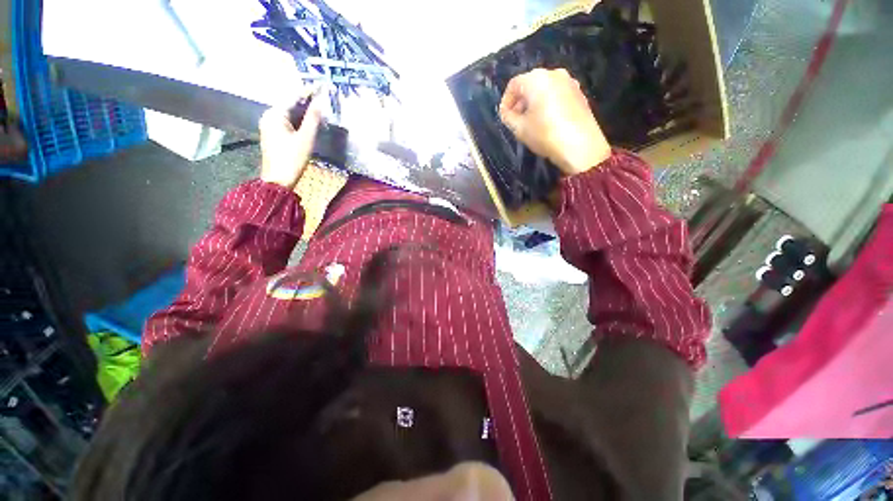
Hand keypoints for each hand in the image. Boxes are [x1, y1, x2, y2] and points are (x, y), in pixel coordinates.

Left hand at [259, 95, 322, 189]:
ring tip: (318, 108)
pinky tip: (308, 122)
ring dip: (303, 111)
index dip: (307, 91)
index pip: (293, 97)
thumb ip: (312, 119)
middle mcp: (269, 116)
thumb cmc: (292, 158)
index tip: (320, 86)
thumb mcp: (306, 138)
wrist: (278, 180)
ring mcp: (269, 126)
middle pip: (290, 104)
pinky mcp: (273, 135)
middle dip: (305, 101)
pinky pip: (287, 122)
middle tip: (321, 97)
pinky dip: (298, 120)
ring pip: (289, 114)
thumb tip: (319, 101)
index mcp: (274, 114)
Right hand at [499, 68, 610, 174]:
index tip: (504, 117)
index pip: (513, 85)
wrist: (580, 145)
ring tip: (531, 122)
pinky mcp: (579, 93)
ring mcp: (570, 82)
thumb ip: (508, 117)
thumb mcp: (520, 129)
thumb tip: (507, 112)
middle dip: (520, 101)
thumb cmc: (545, 134)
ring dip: (534, 103)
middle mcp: (554, 74)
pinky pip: (557, 94)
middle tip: (516, 120)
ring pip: (544, 89)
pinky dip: (548, 104)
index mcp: (536, 79)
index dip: (506, 101)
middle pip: (530, 84)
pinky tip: (547, 122)